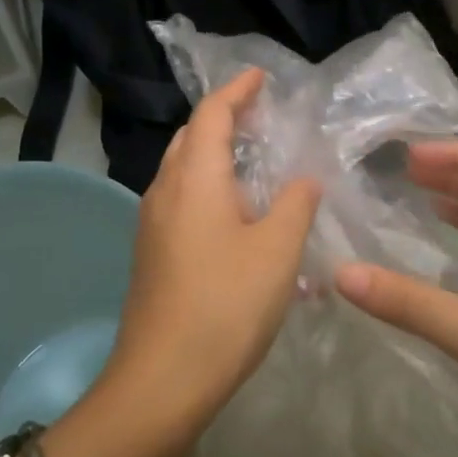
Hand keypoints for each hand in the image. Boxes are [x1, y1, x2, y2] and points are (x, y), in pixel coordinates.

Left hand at [97, 68, 321, 445]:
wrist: (163, 380)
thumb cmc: (226, 305)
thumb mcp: (278, 250)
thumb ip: (296, 203)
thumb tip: (304, 178)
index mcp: (195, 179)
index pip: (212, 115)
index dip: (237, 91)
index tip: (261, 76)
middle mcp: (165, 192)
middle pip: (191, 138)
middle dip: (223, 119)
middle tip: (261, 117)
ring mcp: (153, 225)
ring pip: (183, 171)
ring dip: (215, 156)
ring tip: (254, 162)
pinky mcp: (153, 254)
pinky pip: (182, 202)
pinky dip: (209, 189)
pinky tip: (237, 216)